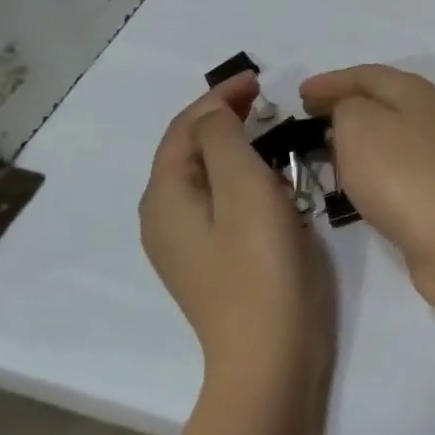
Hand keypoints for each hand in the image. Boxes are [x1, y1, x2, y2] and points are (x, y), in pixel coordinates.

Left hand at [139, 73, 330, 380]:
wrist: (269, 355)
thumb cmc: (260, 265)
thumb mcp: (243, 188)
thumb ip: (223, 140)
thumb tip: (215, 114)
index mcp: (165, 197)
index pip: (184, 128)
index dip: (218, 97)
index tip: (260, 79)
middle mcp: (164, 218)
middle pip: (189, 151)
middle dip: (223, 118)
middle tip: (266, 100)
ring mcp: (186, 244)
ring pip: (205, 176)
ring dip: (233, 145)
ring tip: (270, 130)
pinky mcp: (212, 261)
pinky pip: (219, 201)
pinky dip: (240, 176)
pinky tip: (268, 176)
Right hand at [300, 65, 434, 314]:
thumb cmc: (399, 172)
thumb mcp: (358, 124)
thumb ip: (344, 106)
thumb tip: (347, 113)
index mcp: (412, 90)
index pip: (364, 74)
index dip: (330, 81)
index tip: (298, 94)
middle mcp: (426, 114)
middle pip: (377, 101)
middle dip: (340, 106)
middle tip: (306, 118)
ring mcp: (431, 151)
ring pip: (383, 133)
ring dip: (352, 136)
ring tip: (320, 146)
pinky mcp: (430, 185)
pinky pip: (388, 163)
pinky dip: (365, 163)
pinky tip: (349, 176)